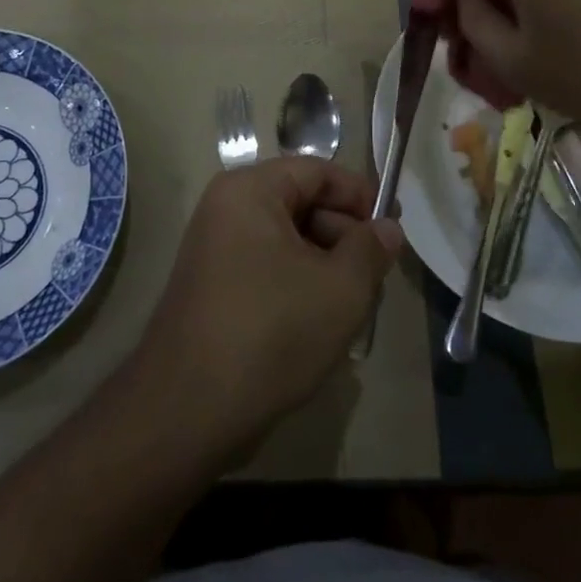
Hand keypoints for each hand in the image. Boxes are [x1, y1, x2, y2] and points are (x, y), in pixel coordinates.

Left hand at [132, 157, 402, 455]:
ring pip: (286, 240)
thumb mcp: (340, 289)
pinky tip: (319, 324)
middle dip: (344, 236)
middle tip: (376, 277)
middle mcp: (226, 208)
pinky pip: (266, 267)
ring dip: (324, 265)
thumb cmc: (271, 332)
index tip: (392, 229)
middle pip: (301, 203)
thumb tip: (387, 228)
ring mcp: (214, 248)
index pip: (317, 171)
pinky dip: (297, 285)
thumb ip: (370, 250)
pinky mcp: (212, 286)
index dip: (359, 195)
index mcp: (250, 190)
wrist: (188, 410)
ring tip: (353, 307)